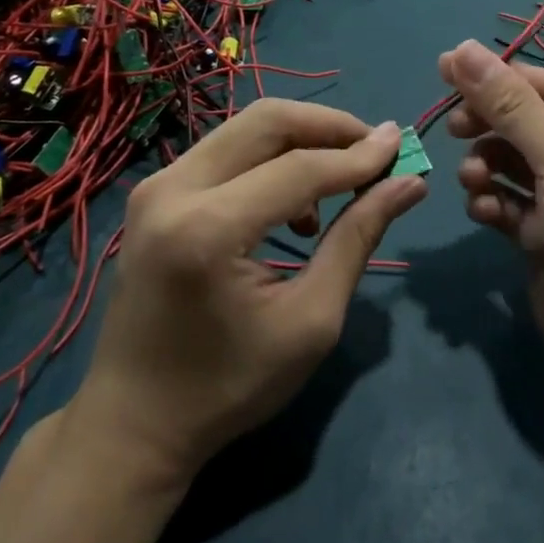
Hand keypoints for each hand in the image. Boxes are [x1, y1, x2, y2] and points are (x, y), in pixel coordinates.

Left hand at [68, 100, 424, 485]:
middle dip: (331, 127)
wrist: (134, 421)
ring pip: (246, 127)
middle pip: (267, 121)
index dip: (358, 156)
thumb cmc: (228, 386)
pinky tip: (295, 204)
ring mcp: (157, 185)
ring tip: (341, 184)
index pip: (299, 169)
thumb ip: (357, 239)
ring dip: (303, 140)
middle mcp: (173, 190)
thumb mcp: (310, 321)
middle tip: (375, 151)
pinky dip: (271, 157)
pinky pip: (227, 149)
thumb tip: (409, 183)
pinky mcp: (156, 192)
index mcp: (207, 231)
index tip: (403, 148)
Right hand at [440, 40, 543, 374]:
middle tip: (454, 129)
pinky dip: (493, 202)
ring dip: (487, 167)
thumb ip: (508, 104)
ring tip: (474, 181)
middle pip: (526, 124)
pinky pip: (511, 202)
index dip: (497, 77)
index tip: (444, 69)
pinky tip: (484, 212)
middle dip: (490, 128)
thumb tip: (461, 47)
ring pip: (513, 163)